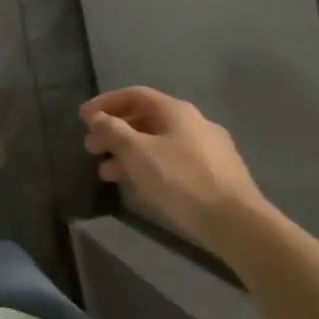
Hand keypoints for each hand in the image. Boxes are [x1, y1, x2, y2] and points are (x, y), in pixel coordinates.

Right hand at [81, 87, 266, 252]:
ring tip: (107, 173)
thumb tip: (97, 118)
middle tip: (91, 148)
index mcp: (177, 111)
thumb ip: (113, 131)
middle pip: (146, 119)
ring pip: (158, 143)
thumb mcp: (137, 153)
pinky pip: (172, 161)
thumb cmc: (181, 180)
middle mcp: (195, 123)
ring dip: (128, 153)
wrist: (236, 223)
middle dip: (114, 132)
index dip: (105, 103)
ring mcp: (208, 149)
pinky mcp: (215, 174)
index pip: (134, 95)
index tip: (83, 118)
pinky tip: (138, 185)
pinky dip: (149, 166)